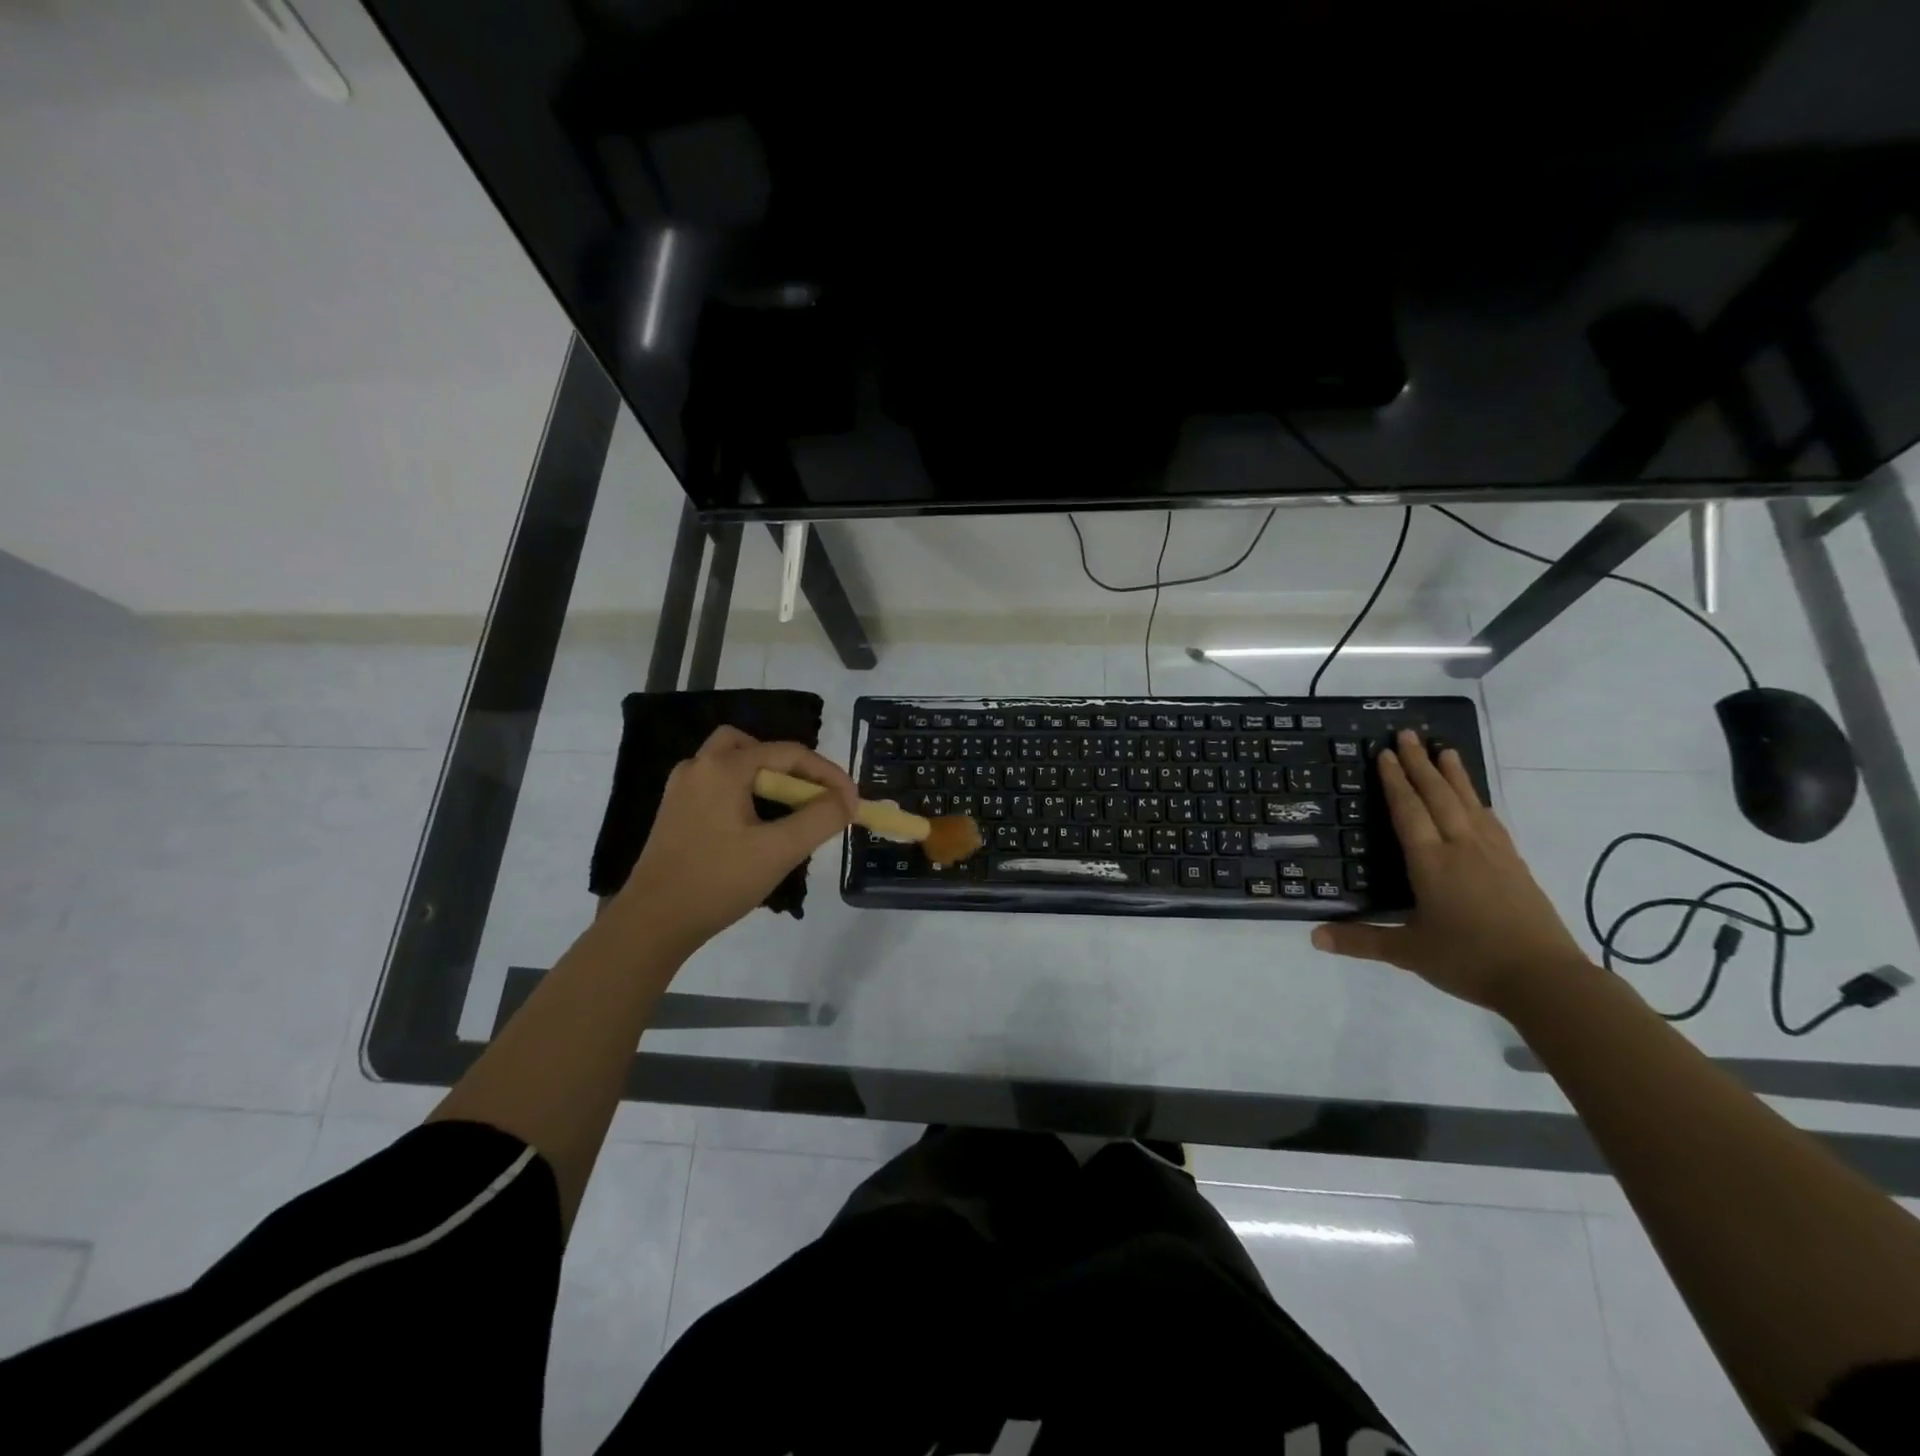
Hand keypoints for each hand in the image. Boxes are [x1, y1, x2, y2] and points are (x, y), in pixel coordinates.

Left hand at [612, 727, 858, 957]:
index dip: (827, 774)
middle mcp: (699, 767)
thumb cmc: (717, 881)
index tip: (852, 802)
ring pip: (733, 764)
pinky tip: (757, 827)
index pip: (789, 753)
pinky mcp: (676, 812)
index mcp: (723, 768)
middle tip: (811, 795)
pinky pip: (719, 785)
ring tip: (788, 811)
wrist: (652, 923)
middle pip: (754, 746)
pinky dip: (745, 792)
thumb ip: (820, 819)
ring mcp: (682, 789)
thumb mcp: (779, 851)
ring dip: (766, 778)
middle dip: (790, 766)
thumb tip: (847, 800)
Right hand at [1310, 730, 1589, 1010]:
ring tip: (1445, 750)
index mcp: (1431, 863)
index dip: (1395, 782)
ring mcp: (1493, 855)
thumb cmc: (1469, 960)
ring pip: (1469, 804)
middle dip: (1421, 764)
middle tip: (1408, 734)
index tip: (1386, 753)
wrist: (1545, 980)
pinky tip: (1477, 799)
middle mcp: (1461, 848)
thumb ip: (1361, 940)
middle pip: (1438, 797)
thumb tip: (1313, 936)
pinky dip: (1478, 802)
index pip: (1409, 812)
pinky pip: (1491, 822)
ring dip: (1454, 775)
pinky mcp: (1515, 866)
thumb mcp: (1408, 952)